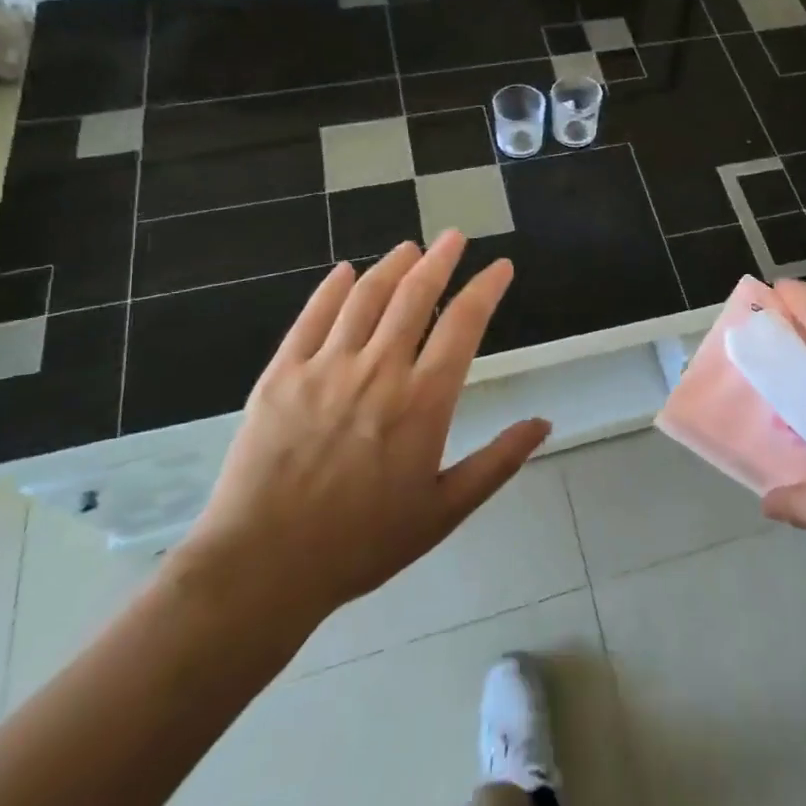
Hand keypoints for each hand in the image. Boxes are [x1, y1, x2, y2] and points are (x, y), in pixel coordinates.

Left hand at [173, 233, 548, 640]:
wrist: (262, 567)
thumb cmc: (362, 543)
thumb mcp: (444, 511)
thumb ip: (497, 461)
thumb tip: (544, 423)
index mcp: (424, 401)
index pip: (464, 324)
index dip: (486, 288)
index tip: (500, 267)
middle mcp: (379, 370)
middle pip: (415, 295)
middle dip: (440, 259)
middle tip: (454, 237)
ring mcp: (325, 367)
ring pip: (365, 297)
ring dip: (392, 266)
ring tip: (410, 248)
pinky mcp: (281, 375)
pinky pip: (311, 317)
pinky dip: (331, 288)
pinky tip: (343, 272)